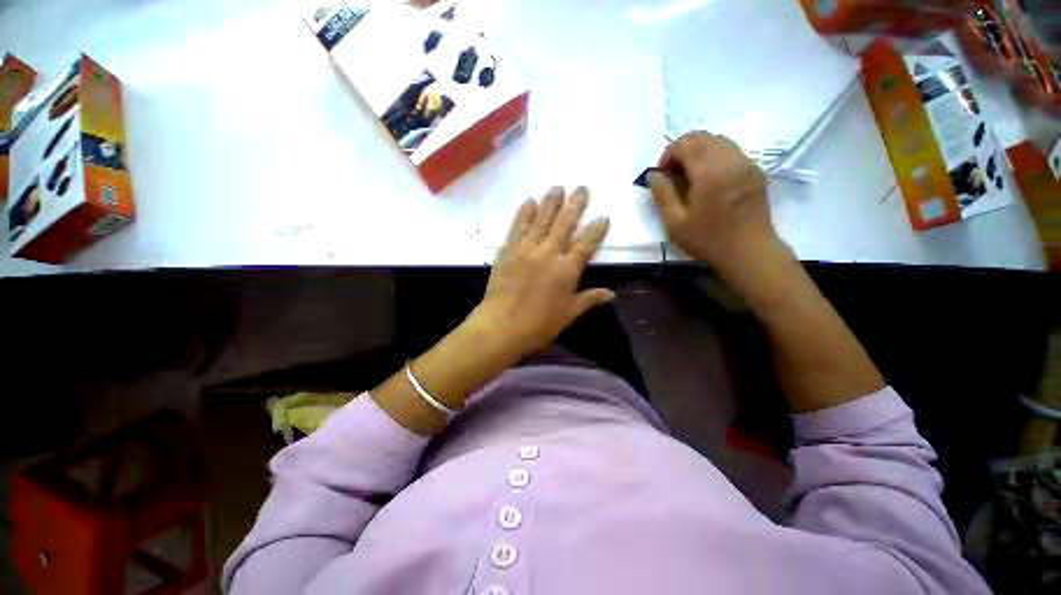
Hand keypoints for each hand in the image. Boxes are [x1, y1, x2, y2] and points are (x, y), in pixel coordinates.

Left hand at [471, 186, 612, 357]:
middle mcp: (549, 253)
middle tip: (582, 188)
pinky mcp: (508, 250)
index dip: (596, 230)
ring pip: (542, 220)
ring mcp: (527, 249)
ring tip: (558, 187)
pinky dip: (524, 213)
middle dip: (575, 205)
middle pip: (565, 224)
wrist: (502, 326)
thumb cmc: (539, 324)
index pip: (586, 244)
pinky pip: (518, 227)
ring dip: (551, 202)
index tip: (604, 217)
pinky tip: (530, 201)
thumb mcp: (568, 314)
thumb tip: (612, 293)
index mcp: (567, 270)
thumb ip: (589, 299)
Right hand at [648, 132, 790, 282]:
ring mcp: (747, 164)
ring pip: (719, 141)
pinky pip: (731, 152)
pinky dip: (714, 157)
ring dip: (698, 151)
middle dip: (682, 149)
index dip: (668, 154)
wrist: (749, 252)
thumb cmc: (708, 240)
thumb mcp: (676, 222)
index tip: (661, 174)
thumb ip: (662, 194)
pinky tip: (708, 179)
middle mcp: (731, 160)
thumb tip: (652, 174)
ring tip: (688, 175)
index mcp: (710, 172)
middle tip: (672, 173)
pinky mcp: (755, 172)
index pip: (686, 144)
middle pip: (703, 137)